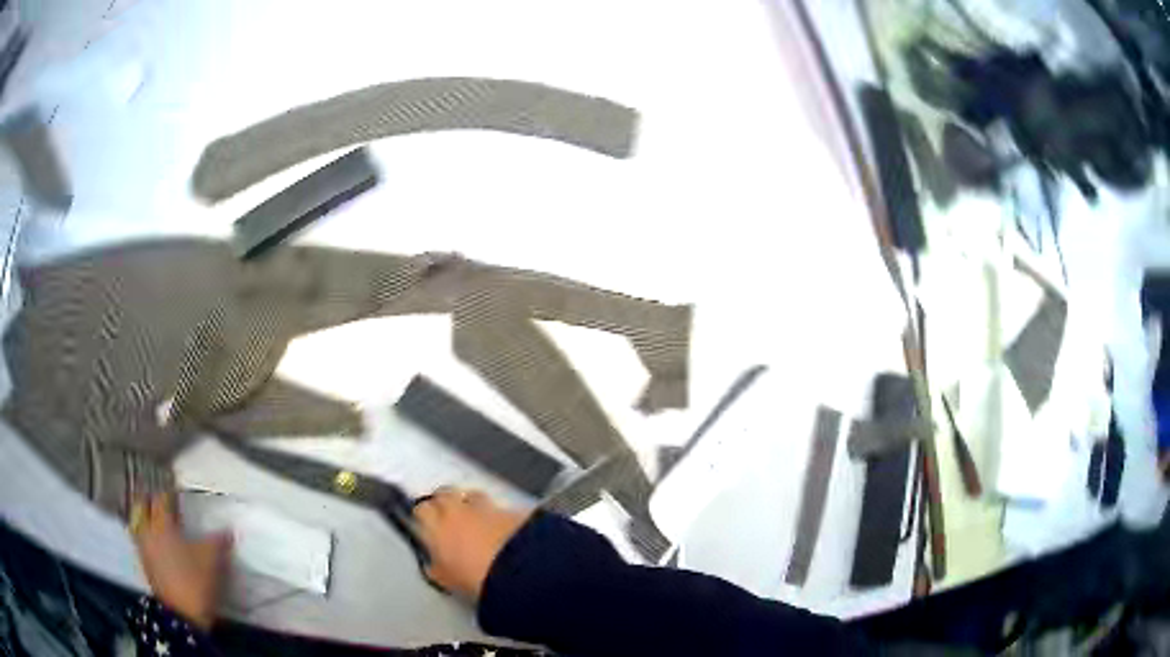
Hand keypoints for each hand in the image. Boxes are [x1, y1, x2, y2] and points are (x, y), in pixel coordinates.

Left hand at [130, 493, 231, 630]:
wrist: (182, 617)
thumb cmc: (194, 581)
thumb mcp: (212, 560)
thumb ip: (219, 540)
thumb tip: (228, 528)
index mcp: (162, 523)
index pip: (162, 498)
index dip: (170, 491)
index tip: (177, 488)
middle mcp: (147, 530)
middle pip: (143, 506)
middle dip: (151, 500)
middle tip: (163, 500)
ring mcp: (144, 548)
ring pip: (139, 523)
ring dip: (147, 517)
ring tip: (159, 519)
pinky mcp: (146, 565)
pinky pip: (142, 540)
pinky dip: (148, 535)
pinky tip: (159, 542)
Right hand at [414, 488, 529, 600]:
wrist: (517, 570)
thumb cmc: (474, 578)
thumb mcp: (446, 580)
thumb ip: (436, 567)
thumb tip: (434, 565)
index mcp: (435, 526)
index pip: (422, 510)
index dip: (425, 517)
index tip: (428, 526)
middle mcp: (456, 510)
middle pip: (444, 494)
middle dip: (445, 503)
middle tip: (449, 521)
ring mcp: (485, 507)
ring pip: (471, 495)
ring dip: (471, 505)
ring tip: (476, 523)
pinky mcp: (512, 510)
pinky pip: (498, 508)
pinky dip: (497, 515)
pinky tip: (501, 529)